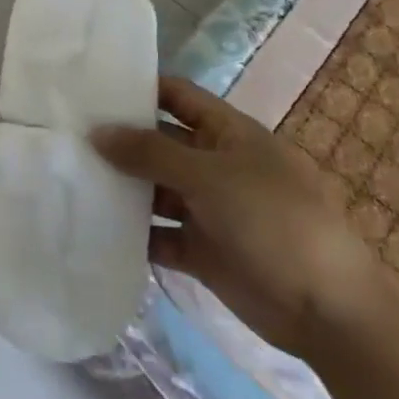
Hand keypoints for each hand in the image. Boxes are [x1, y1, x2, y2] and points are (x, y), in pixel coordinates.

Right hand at [92, 77, 391, 360]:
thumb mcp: (210, 176)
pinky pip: (161, 233)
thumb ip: (150, 152)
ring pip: (156, 189)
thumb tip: (96, 131)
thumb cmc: (274, 221)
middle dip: (121, 139)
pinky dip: (135, 233)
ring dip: (123, 187)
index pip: (176, 95)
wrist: (331, 313)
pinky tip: (97, 226)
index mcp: (227, 132)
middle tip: (67, 134)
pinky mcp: (205, 251)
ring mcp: (210, 209)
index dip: (139, 87)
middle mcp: (215, 164)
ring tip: (72, 177)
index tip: (91, 86)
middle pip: (160, 142)